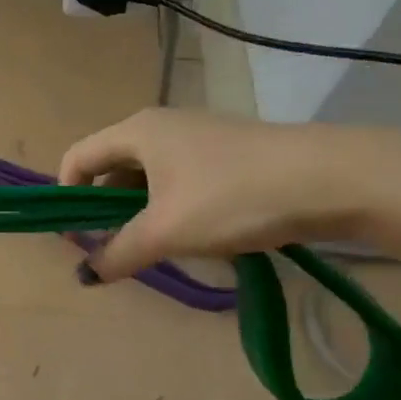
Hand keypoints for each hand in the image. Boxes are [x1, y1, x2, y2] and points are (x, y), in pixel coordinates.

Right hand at [59, 108, 368, 278]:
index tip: (77, 238)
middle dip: (106, 210)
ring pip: (148, 176)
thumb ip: (118, 253)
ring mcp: (198, 135)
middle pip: (111, 167)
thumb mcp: (166, 232)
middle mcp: (161, 125)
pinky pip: (179, 178)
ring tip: (159, 247)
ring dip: (141, 212)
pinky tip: (197, 234)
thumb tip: (86, 275)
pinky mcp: (227, 151)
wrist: (332, 179)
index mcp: (136, 132)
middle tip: (117, 248)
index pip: (77, 157)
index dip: (67, 198)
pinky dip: (172, 206)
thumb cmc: (232, 198)